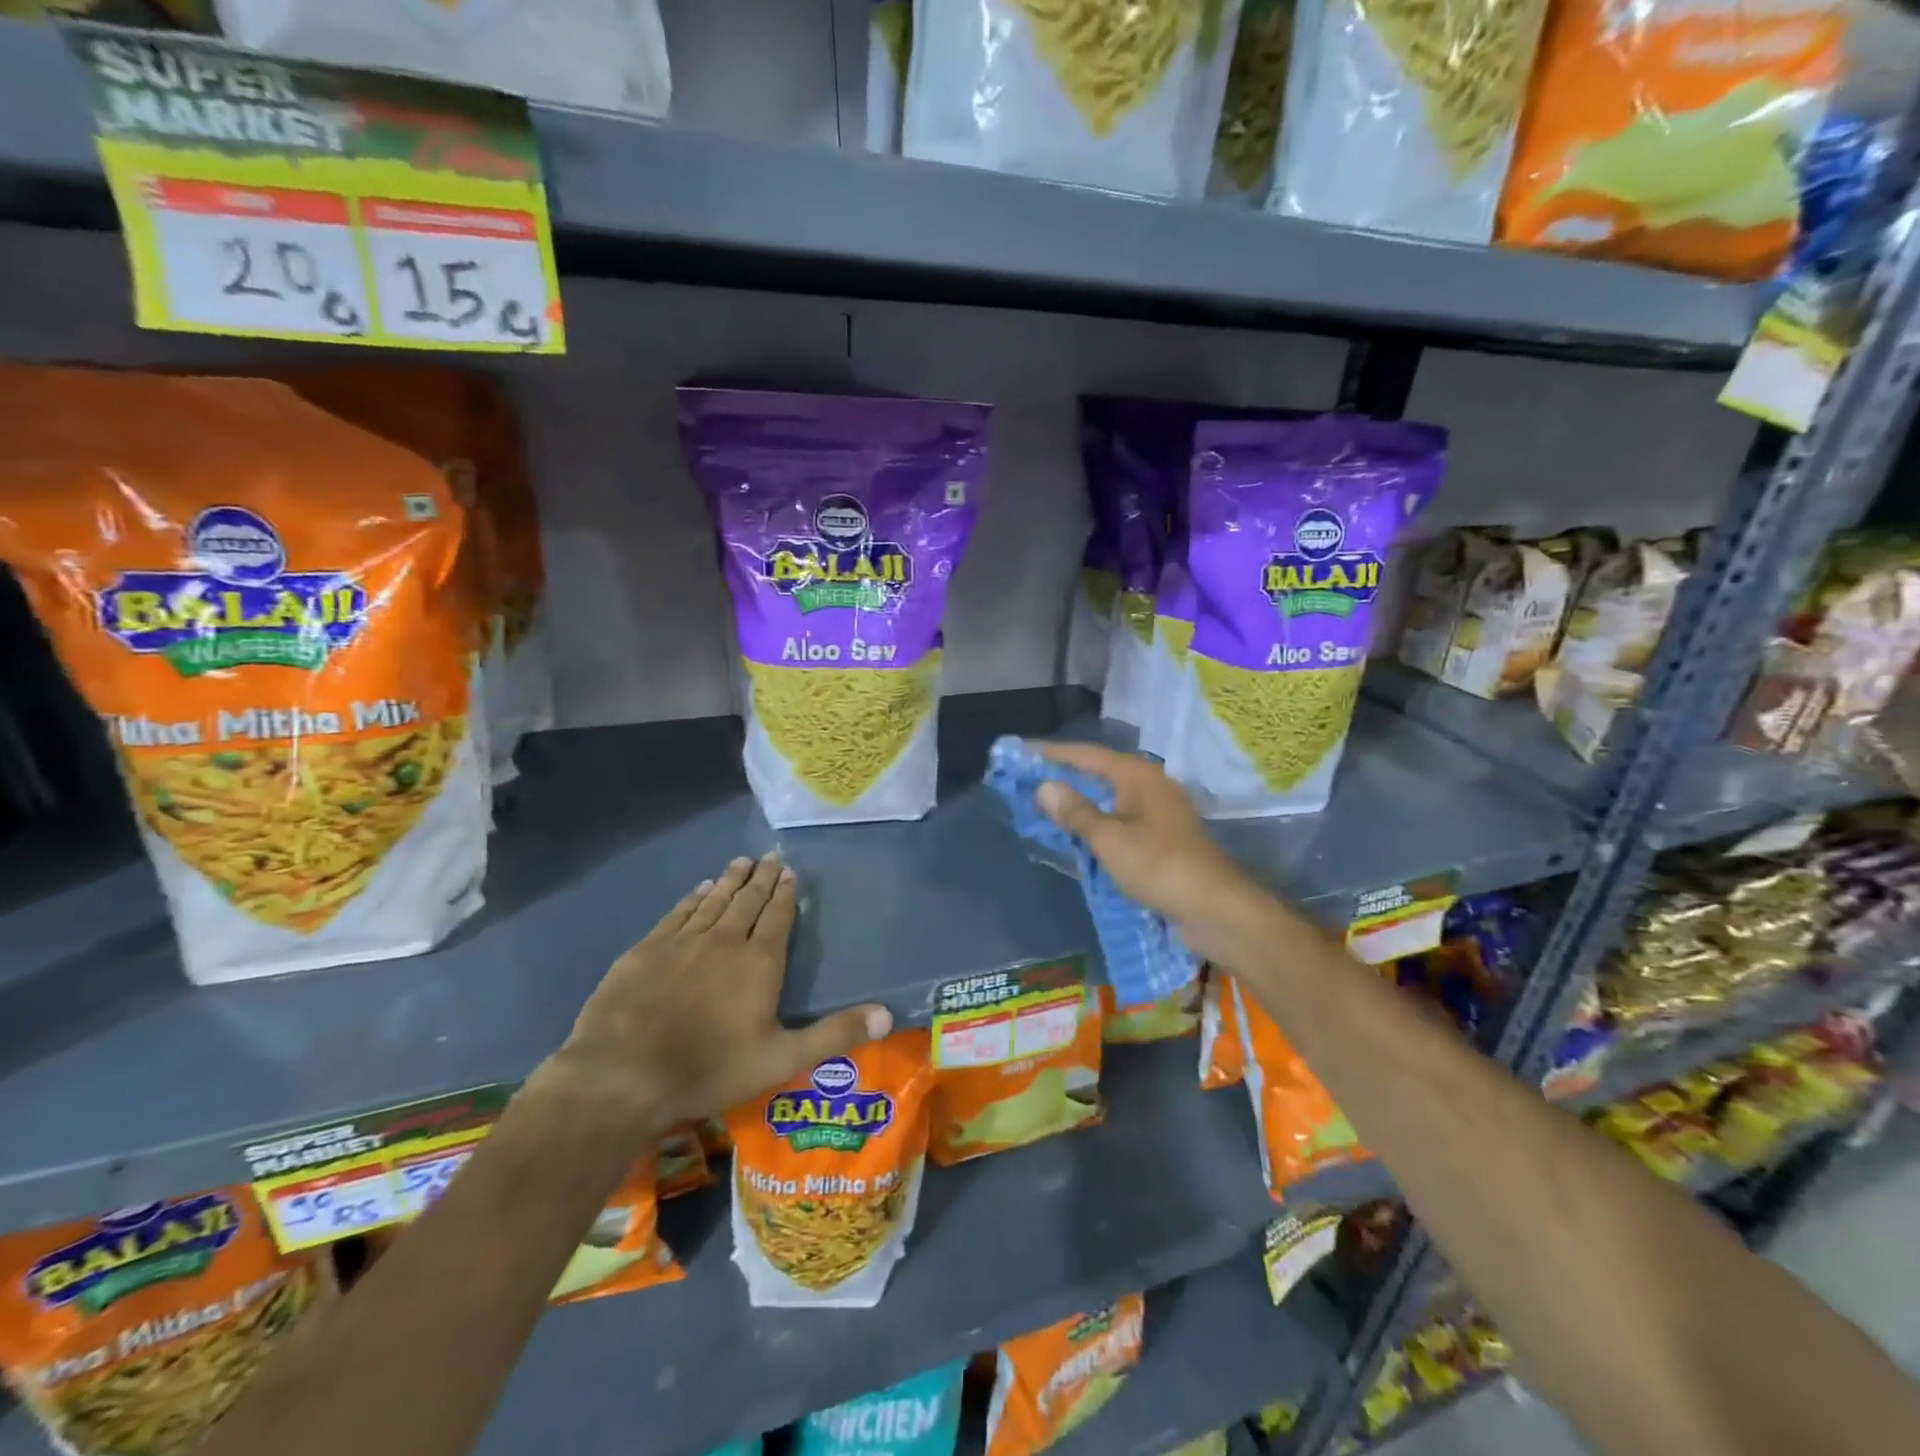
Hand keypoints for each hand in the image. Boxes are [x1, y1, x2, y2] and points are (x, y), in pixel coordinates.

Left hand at [533, 855, 892, 1143]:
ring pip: (714, 901)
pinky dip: (693, 897)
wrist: (623, 1074)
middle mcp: (725, 940)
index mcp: (759, 962)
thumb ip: (834, 1035)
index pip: (778, 917)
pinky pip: (678, 913)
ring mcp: (683, 941)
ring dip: (730, 880)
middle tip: (770, 857)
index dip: (786, 894)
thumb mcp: (781, 1059)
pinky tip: (699, 889)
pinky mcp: (647, 949)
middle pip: (748, 901)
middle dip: (762, 879)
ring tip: (741, 863)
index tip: (790, 871)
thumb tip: (888, 1015)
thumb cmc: (709, 1068)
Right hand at [1033, 741, 1258, 961]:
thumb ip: (1076, 812)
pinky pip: (1122, 817)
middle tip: (1031, 777)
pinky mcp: (1165, 835)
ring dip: (1083, 798)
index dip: (1054, 753)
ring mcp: (1161, 810)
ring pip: (1112, 796)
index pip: (1088, 755)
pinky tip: (1083, 831)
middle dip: (1067, 774)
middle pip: (1101, 771)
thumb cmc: (1158, 865)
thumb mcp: (1109, 839)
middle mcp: (1151, 785)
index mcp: (1138, 776)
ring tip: (1050, 802)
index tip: (1024, 752)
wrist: (1214, 907)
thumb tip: (1044, 786)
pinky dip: (1099, 819)